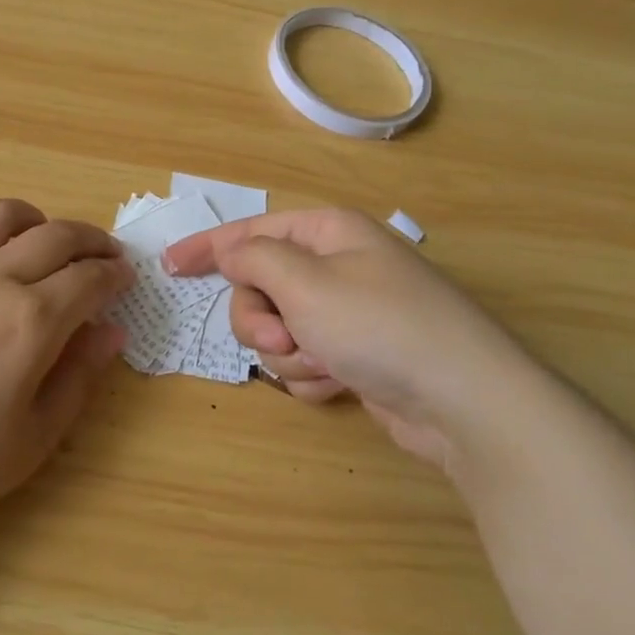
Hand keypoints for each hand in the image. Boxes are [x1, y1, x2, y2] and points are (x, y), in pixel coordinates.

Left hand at [0, 195, 132, 549]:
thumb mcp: (34, 438)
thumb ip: (79, 377)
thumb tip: (111, 332)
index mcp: (31, 321)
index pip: (89, 279)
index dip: (114, 275)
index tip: (125, 278)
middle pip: (53, 237)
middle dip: (88, 239)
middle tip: (102, 254)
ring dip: (28, 215)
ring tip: (40, 232)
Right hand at [164, 209, 545, 466]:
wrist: (464, 402)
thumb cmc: (379, 326)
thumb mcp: (305, 282)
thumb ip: (254, 259)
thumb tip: (230, 250)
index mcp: (327, 233)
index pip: (251, 231)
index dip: (207, 247)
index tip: (169, 266)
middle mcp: (337, 266)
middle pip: (261, 287)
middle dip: (260, 319)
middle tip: (280, 340)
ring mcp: (349, 313)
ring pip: (280, 329)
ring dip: (289, 354)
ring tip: (322, 365)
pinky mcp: (357, 355)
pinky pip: (306, 360)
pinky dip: (313, 375)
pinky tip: (340, 384)